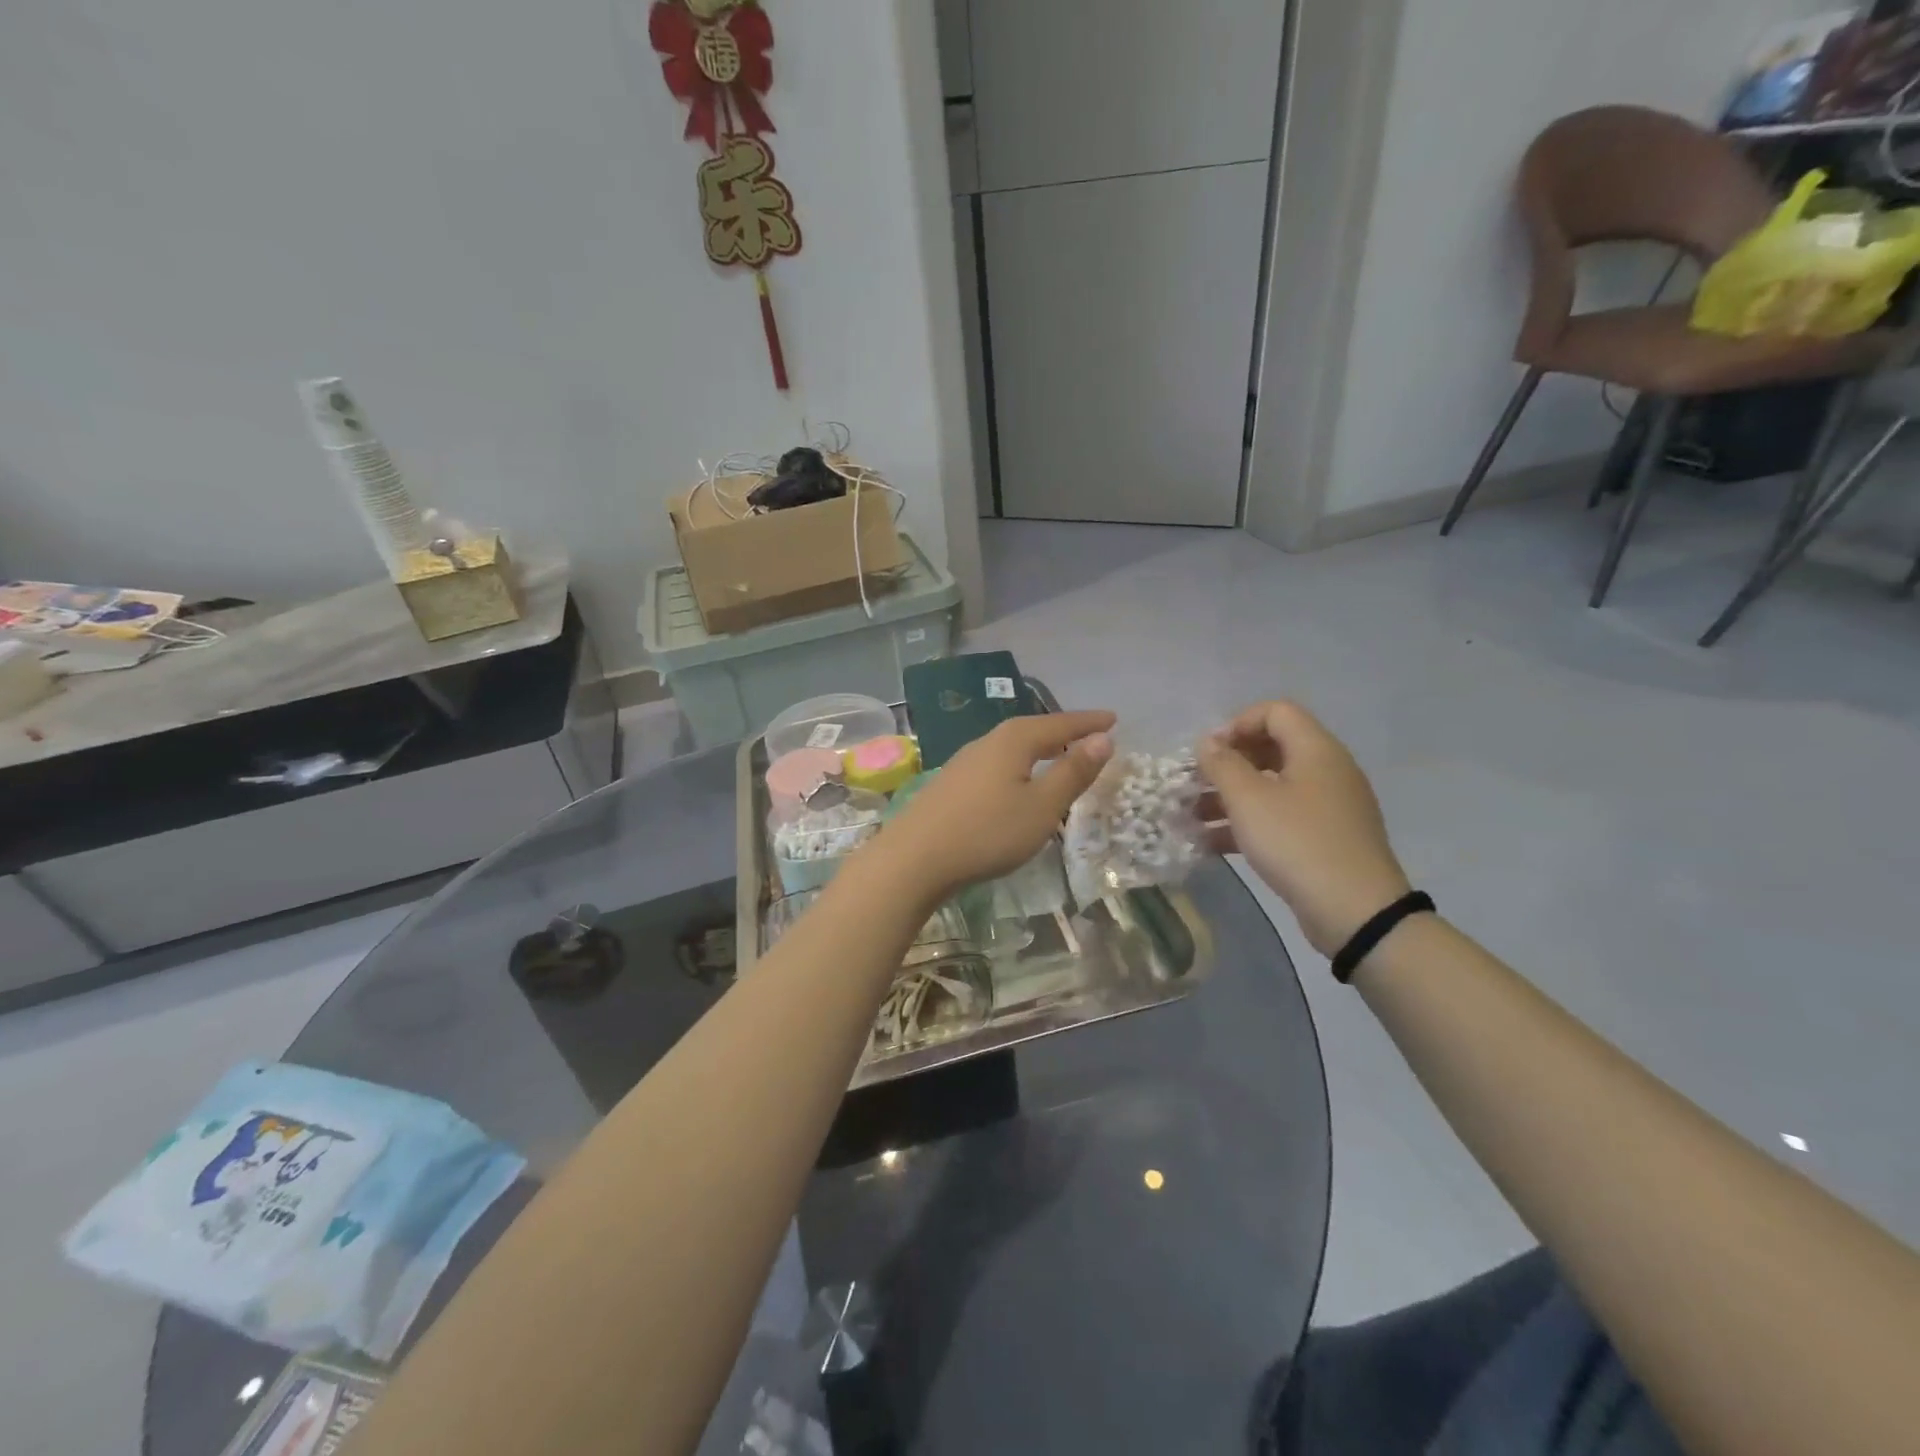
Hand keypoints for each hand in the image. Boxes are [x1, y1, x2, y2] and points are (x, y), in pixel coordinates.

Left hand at [875, 711, 1114, 900]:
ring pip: (1011, 746)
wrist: (914, 858)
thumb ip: (1072, 772)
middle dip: (1062, 731)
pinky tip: (1015, 781)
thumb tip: (1103, 738)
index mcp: (1013, 740)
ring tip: (1057, 754)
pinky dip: (1018, 764)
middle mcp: (987, 742)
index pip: (1059, 723)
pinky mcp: (951, 784)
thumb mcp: (1042, 806)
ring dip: (1038, 748)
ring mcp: (964, 762)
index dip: (1088, 722)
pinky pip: (996, 763)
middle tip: (1088, 735)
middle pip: (1032, 729)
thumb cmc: (987, 831)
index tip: (1113, 719)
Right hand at [1197, 701, 1410, 957]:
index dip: (1237, 724)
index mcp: (1316, 750)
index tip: (1208, 754)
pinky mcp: (1324, 838)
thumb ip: (1222, 764)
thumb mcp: (1249, 800)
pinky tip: (1210, 844)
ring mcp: (1328, 806)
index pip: (1275, 712)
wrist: (1355, 911)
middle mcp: (1326, 770)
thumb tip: (1207, 743)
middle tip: (1195, 783)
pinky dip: (1247, 824)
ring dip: (1230, 797)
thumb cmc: (1297, 842)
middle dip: (1227, 764)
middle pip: (1271, 748)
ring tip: (1191, 817)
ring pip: (1271, 787)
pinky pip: (1280, 818)